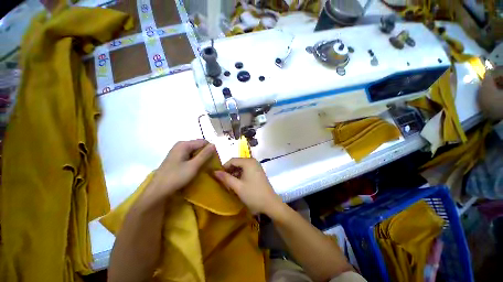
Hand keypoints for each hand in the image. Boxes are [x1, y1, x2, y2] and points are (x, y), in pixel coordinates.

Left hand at [146, 140, 214, 200]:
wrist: (157, 192)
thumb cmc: (176, 178)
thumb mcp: (193, 166)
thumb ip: (205, 154)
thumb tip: (214, 145)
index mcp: (184, 144)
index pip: (204, 142)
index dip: (211, 150)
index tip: (214, 160)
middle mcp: (180, 145)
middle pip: (199, 146)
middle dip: (206, 154)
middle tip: (209, 165)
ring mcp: (177, 152)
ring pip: (195, 151)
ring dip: (201, 158)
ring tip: (203, 167)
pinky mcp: (176, 158)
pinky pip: (190, 156)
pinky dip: (195, 160)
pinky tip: (196, 168)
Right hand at [214, 158, 281, 214]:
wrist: (270, 203)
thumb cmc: (253, 194)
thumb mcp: (237, 187)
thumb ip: (226, 178)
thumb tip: (215, 172)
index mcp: (248, 162)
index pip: (232, 160)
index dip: (224, 167)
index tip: (218, 176)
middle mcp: (253, 161)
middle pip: (237, 163)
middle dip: (229, 170)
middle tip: (222, 180)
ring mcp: (256, 166)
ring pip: (241, 167)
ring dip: (234, 173)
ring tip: (229, 183)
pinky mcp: (258, 171)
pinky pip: (246, 170)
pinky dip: (240, 175)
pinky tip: (237, 183)